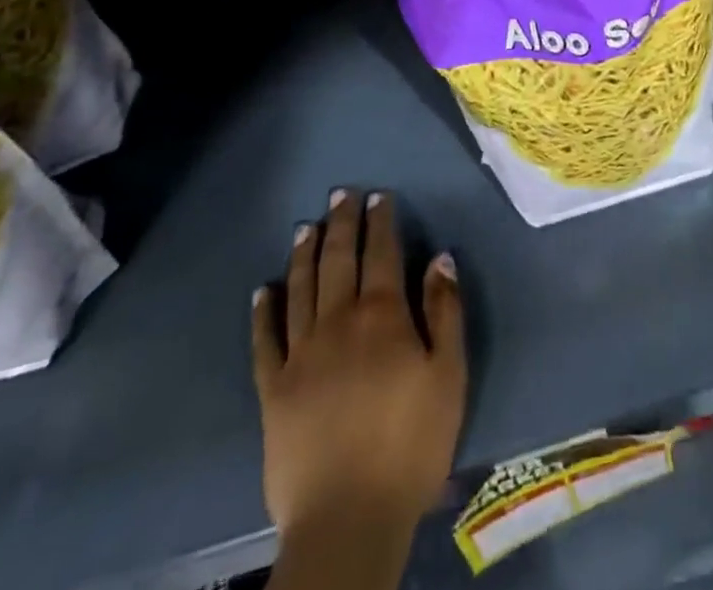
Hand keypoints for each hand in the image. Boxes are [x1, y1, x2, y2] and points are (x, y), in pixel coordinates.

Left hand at [251, 189, 466, 547]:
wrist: (348, 518)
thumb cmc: (411, 442)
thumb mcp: (449, 374)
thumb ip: (445, 310)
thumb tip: (440, 257)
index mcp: (382, 315)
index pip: (382, 253)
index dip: (382, 222)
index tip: (380, 197)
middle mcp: (338, 321)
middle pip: (338, 259)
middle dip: (341, 223)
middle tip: (341, 194)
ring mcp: (300, 354)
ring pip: (301, 288)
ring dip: (304, 254)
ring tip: (305, 227)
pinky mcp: (272, 390)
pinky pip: (265, 340)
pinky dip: (263, 311)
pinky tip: (263, 290)